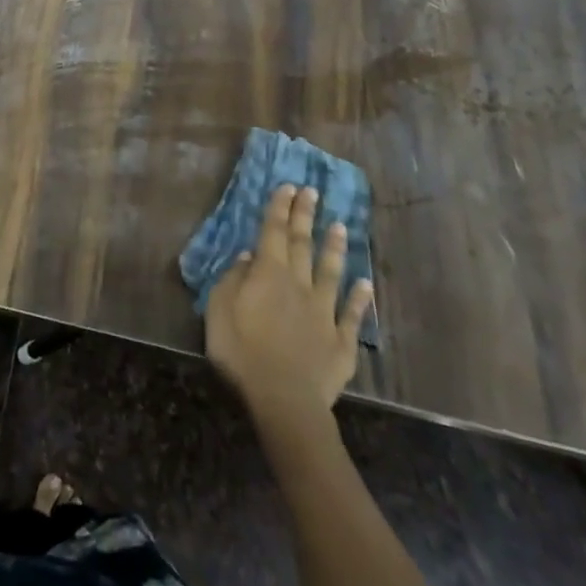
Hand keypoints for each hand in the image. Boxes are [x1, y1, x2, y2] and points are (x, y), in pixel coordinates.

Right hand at [206, 184, 374, 418]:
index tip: (288, 186)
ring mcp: (323, 312)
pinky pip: (351, 315)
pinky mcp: (340, 341)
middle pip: (302, 244)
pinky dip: (359, 298)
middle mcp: (299, 284)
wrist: (283, 399)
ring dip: (334, 248)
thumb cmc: (241, 352)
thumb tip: (246, 256)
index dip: (279, 208)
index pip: (273, 232)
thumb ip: (232, 279)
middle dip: (305, 216)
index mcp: (268, 274)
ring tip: (340, 226)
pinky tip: (366, 284)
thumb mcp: (219, 310)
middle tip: (312, 192)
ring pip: (331, 272)